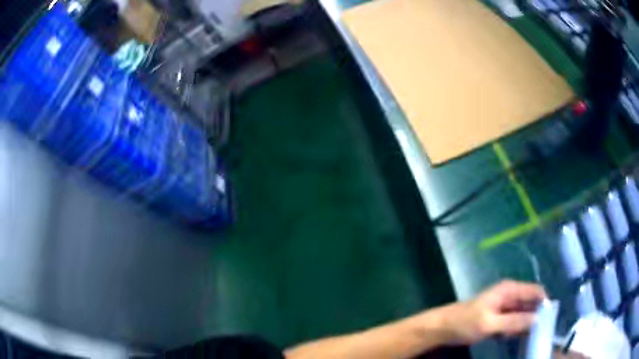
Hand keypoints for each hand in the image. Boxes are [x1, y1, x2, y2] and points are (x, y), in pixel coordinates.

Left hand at [440, 280, 546, 344]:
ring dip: (525, 324)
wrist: (442, 328)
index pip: (536, 291)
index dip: (544, 303)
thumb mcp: (490, 323)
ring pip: (522, 314)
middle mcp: (510, 295)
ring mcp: (504, 307)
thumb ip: (514, 321)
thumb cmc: (465, 323)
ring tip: (530, 336)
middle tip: (541, 332)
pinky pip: (513, 322)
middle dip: (536, 316)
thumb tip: (538, 319)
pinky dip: (515, 329)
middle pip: (531, 303)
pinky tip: (514, 337)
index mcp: (510, 290)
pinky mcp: (498, 318)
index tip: (549, 320)